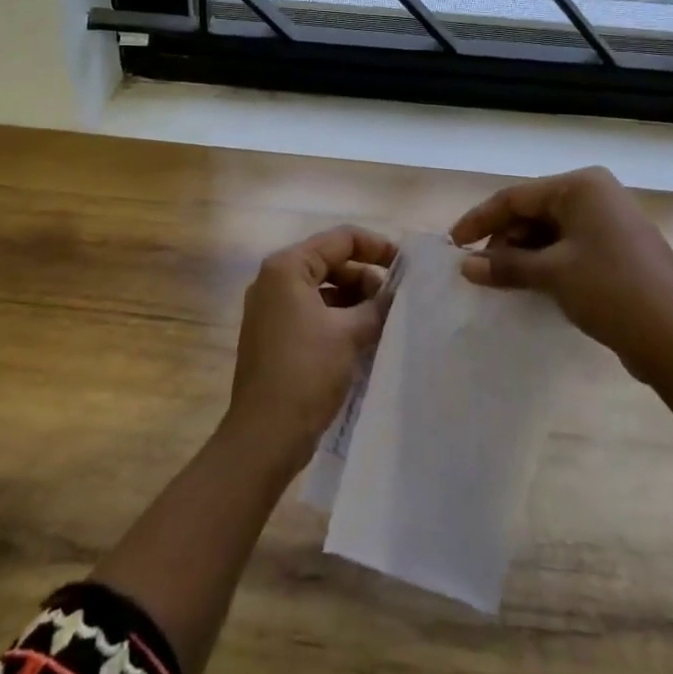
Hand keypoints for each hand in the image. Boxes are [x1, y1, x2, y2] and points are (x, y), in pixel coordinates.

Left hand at [223, 226, 396, 476]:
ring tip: (385, 321)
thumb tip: (398, 293)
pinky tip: (363, 338)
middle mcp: (274, 280)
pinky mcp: (273, 334)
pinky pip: (312, 312)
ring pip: (323, 289)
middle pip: (330, 262)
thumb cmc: (306, 372)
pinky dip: (338, 318)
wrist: (265, 434)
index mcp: (287, 267)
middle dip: (366, 278)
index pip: (340, 239)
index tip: (407, 266)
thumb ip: (377, 305)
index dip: (377, 247)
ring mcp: (270, 308)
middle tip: (397, 301)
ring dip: (355, 300)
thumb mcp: (350, 333)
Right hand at [449, 168, 672, 388]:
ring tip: (500, 281)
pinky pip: (570, 248)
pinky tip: (530, 286)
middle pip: (533, 212)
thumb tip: (465, 265)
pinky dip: (546, 264)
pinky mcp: (619, 251)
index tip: (452, 243)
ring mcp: (611, 223)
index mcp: (581, 186)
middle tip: (478, 270)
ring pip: (551, 232)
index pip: (516, 197)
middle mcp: (597, 195)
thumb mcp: (552, 274)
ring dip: (523, 255)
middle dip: (503, 240)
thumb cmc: (611, 290)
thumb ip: (505, 265)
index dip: (480, 219)